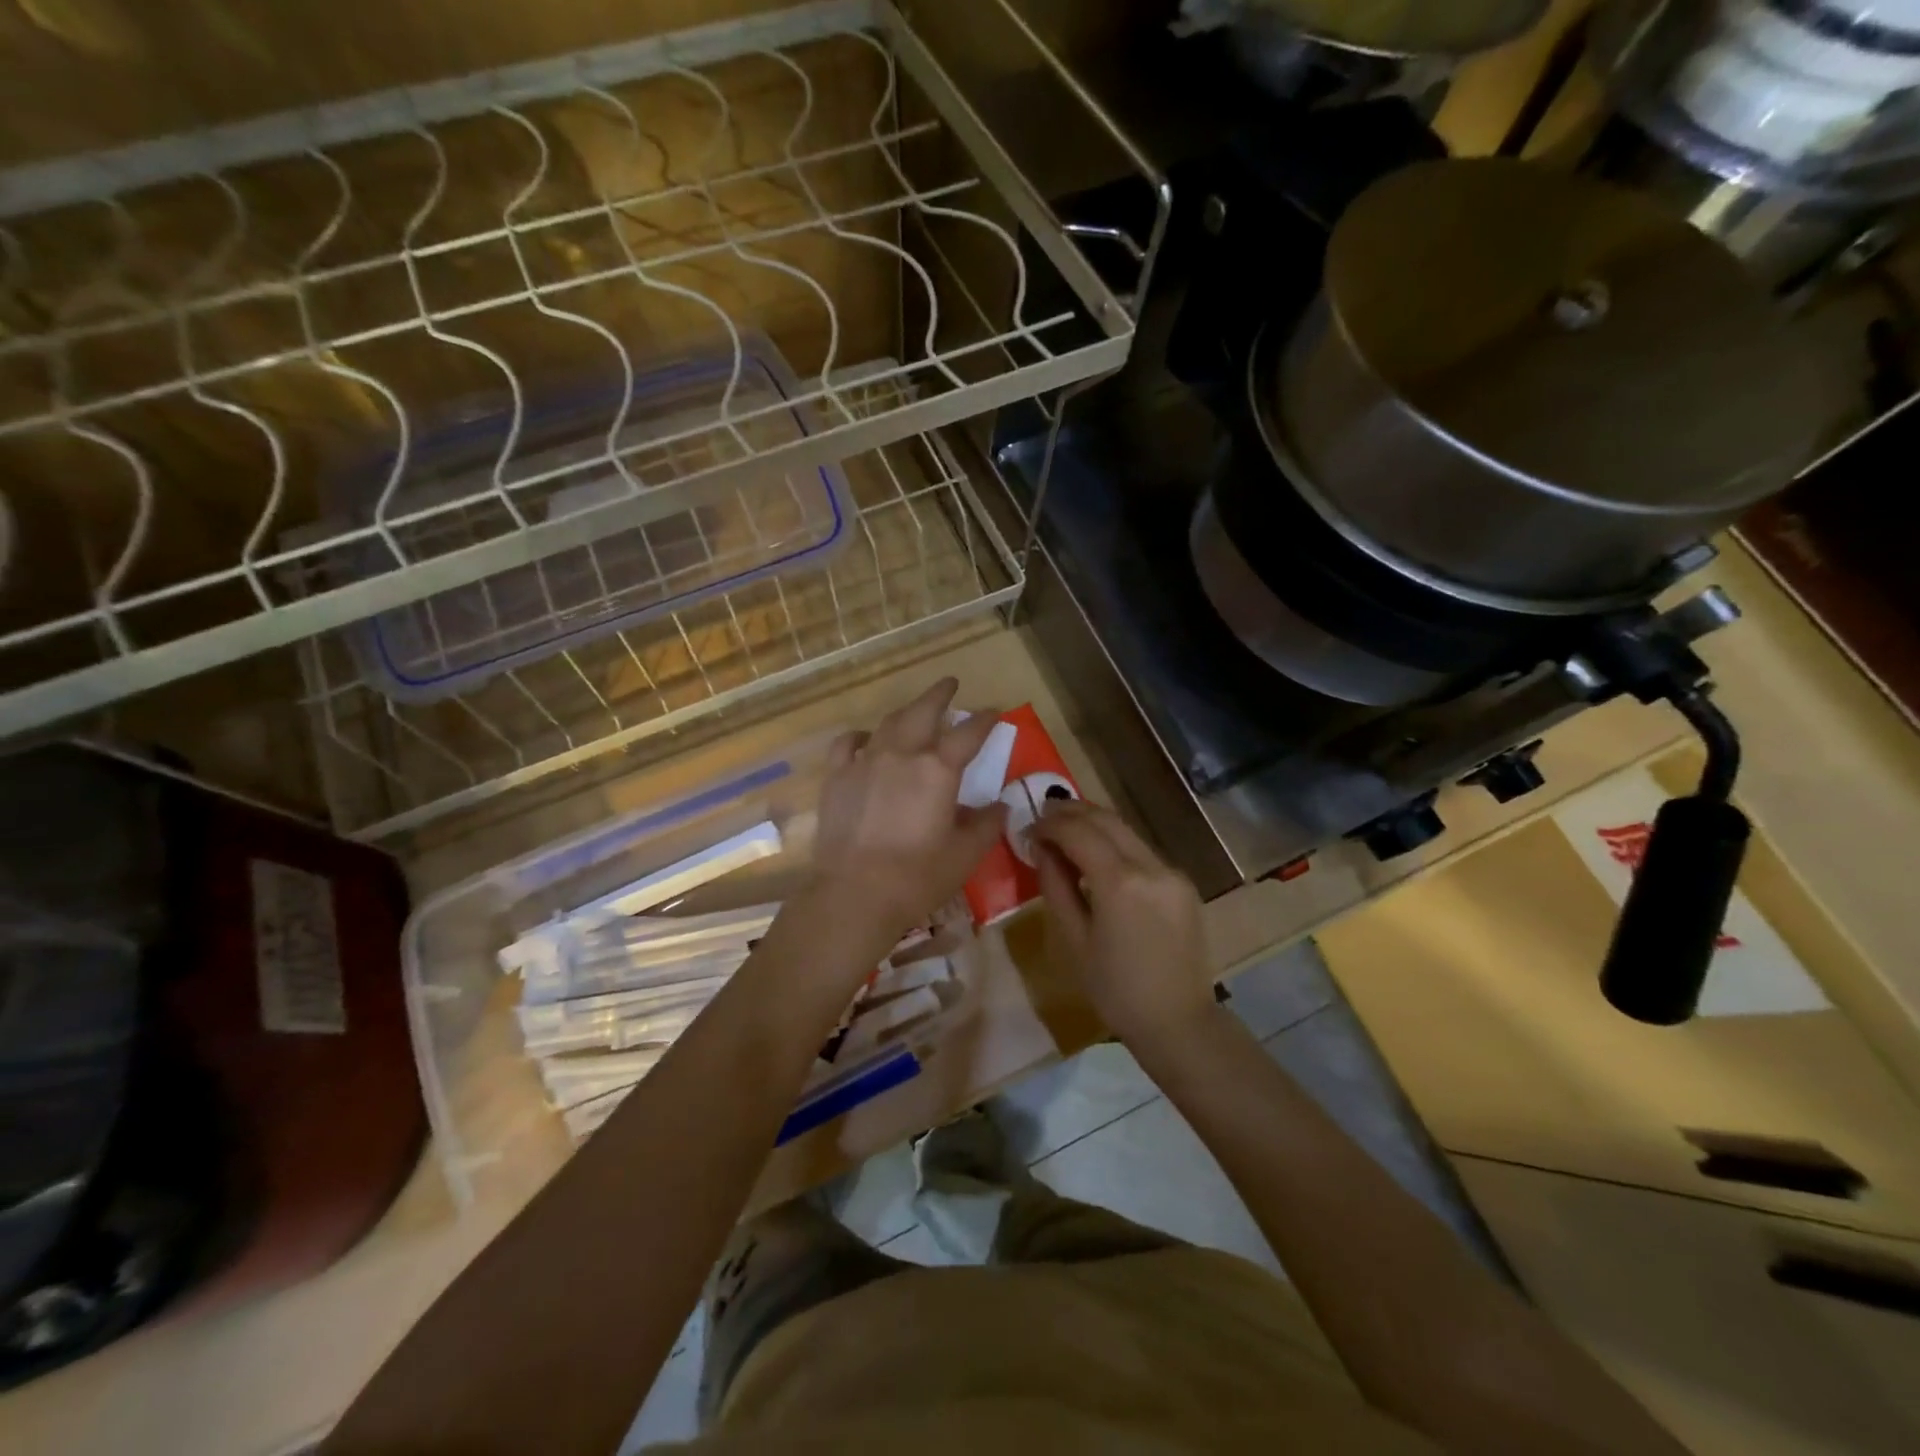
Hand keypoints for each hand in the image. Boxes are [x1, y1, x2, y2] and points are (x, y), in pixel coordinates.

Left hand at [805, 678, 1007, 944]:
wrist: (855, 893)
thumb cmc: (918, 876)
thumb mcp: (965, 854)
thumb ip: (987, 824)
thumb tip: (1001, 806)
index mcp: (938, 769)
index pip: (969, 734)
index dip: (985, 720)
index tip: (994, 712)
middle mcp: (902, 754)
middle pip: (924, 711)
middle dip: (940, 694)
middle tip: (950, 684)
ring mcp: (865, 761)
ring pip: (889, 723)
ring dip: (907, 711)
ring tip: (916, 709)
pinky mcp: (837, 777)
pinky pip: (848, 743)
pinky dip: (862, 735)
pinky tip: (867, 738)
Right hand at [1032, 800, 1214, 1048]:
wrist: (1178, 1022)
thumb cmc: (1115, 990)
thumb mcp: (1073, 940)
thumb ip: (1055, 886)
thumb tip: (1041, 848)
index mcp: (1120, 883)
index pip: (1079, 832)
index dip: (1050, 824)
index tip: (1028, 828)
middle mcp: (1151, 866)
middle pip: (1106, 820)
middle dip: (1072, 812)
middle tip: (1043, 814)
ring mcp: (1172, 872)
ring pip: (1126, 831)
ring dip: (1094, 824)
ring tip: (1065, 829)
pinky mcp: (1182, 884)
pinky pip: (1142, 851)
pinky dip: (1115, 844)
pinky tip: (1097, 856)